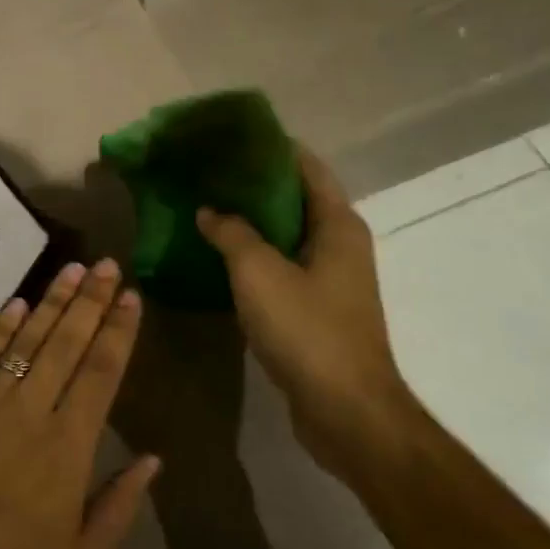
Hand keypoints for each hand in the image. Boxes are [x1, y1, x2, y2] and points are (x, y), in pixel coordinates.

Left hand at [0, 259, 160, 548]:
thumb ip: (121, 504)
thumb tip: (153, 458)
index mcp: (70, 448)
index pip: (101, 373)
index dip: (118, 332)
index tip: (131, 297)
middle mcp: (33, 413)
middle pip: (68, 345)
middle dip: (91, 301)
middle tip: (106, 265)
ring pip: (28, 341)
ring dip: (52, 302)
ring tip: (73, 269)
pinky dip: (1, 327)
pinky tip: (19, 302)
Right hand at [195, 147, 418, 480]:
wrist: (345, 411)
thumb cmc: (307, 330)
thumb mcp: (258, 272)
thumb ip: (232, 233)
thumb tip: (210, 210)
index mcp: (337, 224)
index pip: (305, 166)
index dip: (269, 147)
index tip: (227, 137)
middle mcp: (340, 244)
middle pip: (294, 197)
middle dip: (252, 182)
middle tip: (205, 171)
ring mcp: (330, 278)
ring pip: (285, 233)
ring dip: (250, 220)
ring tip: (204, 205)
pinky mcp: (316, 307)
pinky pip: (281, 264)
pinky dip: (252, 253)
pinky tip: (217, 254)